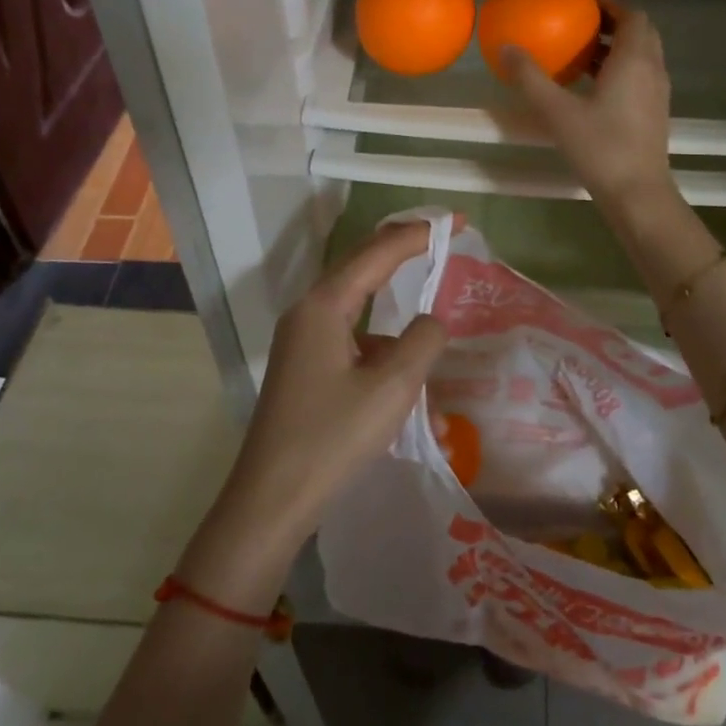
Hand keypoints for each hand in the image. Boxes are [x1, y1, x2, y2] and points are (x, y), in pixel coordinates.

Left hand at [177, 221, 446, 609]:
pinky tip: (412, 396)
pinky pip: (352, 342)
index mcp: (324, 306)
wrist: (270, 503)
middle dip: (403, 250)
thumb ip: (422, 342)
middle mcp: (309, 313)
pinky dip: (384, 354)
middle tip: (443, 238)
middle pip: (362, 266)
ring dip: (396, 317)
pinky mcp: (306, 368)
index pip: (377, 251)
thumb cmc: (331, 439)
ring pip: (359, 309)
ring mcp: (303, 341)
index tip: (455, 223)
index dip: (418, 233)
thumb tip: (431, 321)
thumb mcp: (391, 389)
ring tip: (431, 335)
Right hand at [505, 1, 674, 208]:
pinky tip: (591, 88)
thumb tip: (505, 47)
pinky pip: (640, 77)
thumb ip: (530, 78)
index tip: (586, 4)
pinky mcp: (654, 114)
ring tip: (581, 54)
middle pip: (641, 33)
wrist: (637, 193)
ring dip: (617, 49)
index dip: (612, 5)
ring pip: (642, 57)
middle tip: (582, 26)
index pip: (634, 16)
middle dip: (615, 24)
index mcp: (634, 60)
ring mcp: (657, 94)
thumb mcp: (557, 111)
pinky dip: (620, 70)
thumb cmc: (600, 147)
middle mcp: (652, 70)